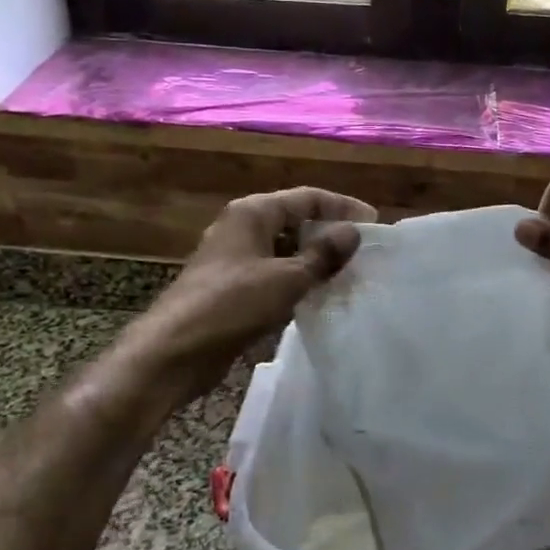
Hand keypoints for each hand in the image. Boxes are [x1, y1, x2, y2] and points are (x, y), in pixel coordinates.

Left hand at [130, 187, 376, 395]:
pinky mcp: (232, 288)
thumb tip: (352, 233)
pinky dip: (297, 281)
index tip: (374, 225)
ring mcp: (235, 259)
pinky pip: (273, 275)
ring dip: (314, 260)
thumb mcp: (286, 278)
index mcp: (252, 212)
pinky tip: (318, 297)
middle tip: (364, 253)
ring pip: (284, 250)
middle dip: (329, 234)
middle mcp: (242, 228)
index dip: (342, 207)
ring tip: (349, 276)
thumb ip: (323, 254)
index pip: (307, 197)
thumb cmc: (231, 305)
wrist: (174, 352)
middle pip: (295, 221)